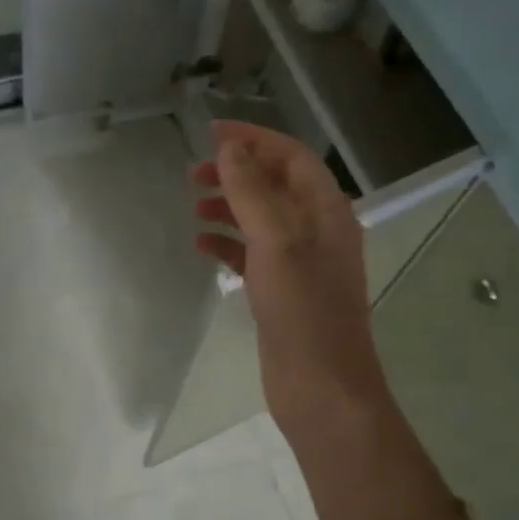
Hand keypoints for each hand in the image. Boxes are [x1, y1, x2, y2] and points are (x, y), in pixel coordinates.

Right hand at [190, 120, 385, 454]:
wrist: (321, 387)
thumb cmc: (303, 311)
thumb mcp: (276, 242)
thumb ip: (252, 192)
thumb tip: (229, 149)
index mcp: (326, 211)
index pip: (290, 157)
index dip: (253, 139)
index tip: (210, 132)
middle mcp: (316, 230)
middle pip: (274, 185)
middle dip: (235, 172)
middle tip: (192, 174)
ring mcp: (300, 263)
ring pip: (260, 219)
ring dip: (228, 206)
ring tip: (193, 207)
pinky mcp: (282, 291)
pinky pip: (251, 254)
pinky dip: (227, 245)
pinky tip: (202, 247)